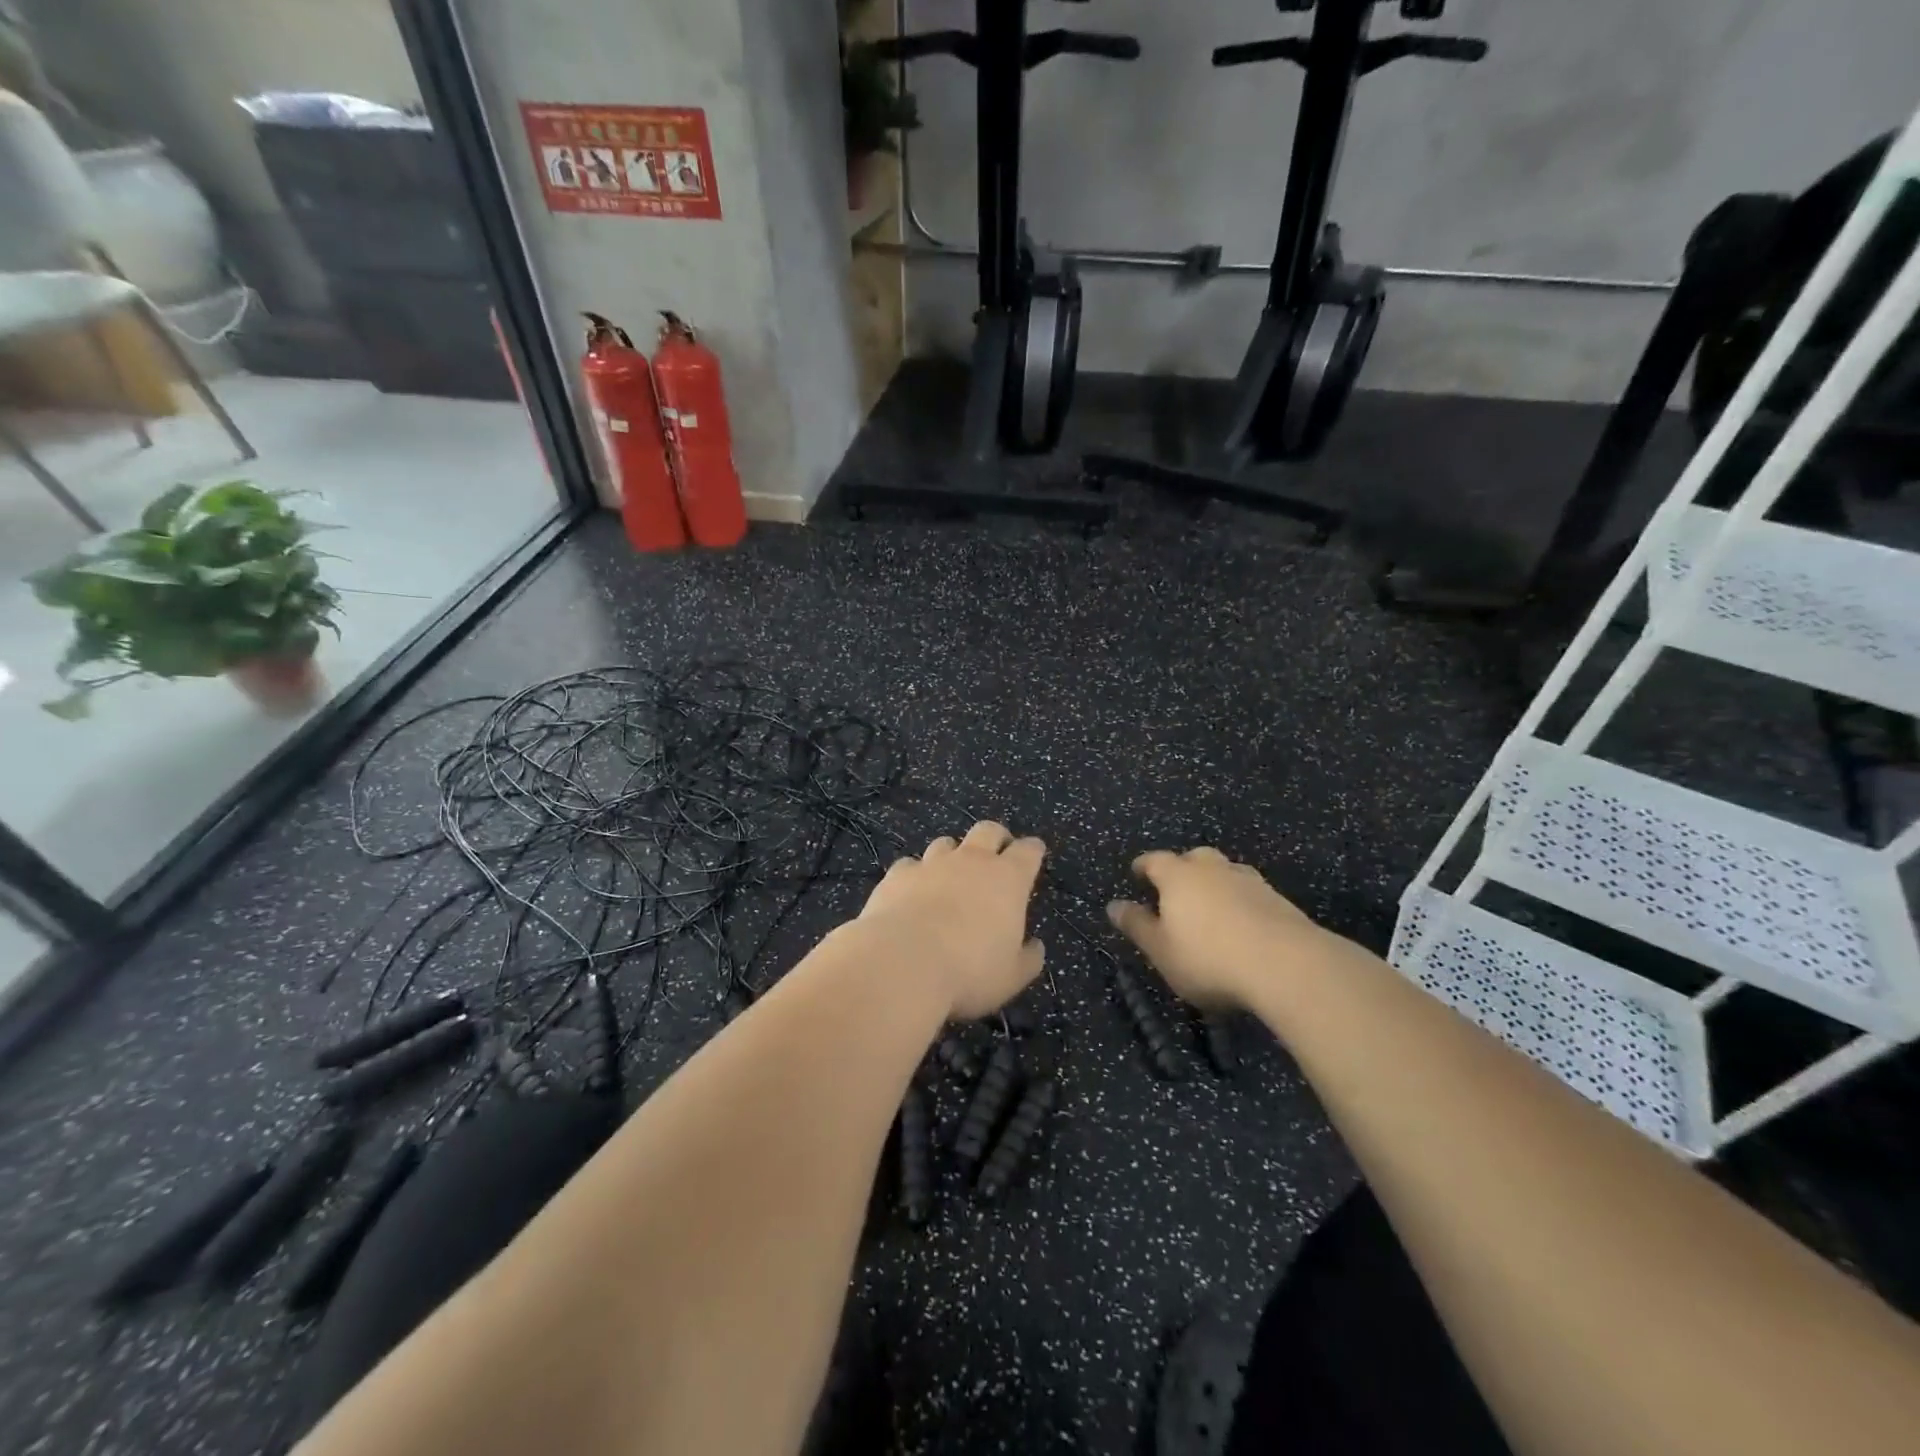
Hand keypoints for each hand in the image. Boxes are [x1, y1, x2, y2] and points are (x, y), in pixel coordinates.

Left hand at [852, 822, 1046, 1019]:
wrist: (903, 961)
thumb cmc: (969, 970)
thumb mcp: (1011, 976)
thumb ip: (1028, 958)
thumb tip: (1035, 947)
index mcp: (1008, 879)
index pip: (1028, 852)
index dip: (1033, 850)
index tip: (1035, 852)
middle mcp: (972, 861)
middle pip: (988, 831)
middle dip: (996, 837)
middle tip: (997, 853)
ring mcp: (932, 863)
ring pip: (946, 843)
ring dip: (953, 854)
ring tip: (951, 873)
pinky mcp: (898, 874)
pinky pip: (911, 865)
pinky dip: (916, 874)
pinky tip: (912, 891)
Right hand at [1107, 847, 1326, 1009]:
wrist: (1286, 965)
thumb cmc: (1208, 958)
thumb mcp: (1160, 949)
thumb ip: (1137, 925)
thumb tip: (1114, 905)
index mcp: (1178, 876)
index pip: (1155, 860)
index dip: (1143, 866)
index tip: (1136, 873)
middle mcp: (1213, 869)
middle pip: (1194, 858)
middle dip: (1182, 869)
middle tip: (1175, 889)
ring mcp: (1250, 881)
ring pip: (1226, 872)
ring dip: (1215, 884)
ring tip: (1211, 906)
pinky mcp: (1279, 901)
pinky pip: (1250, 893)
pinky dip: (1241, 902)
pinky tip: (1243, 923)